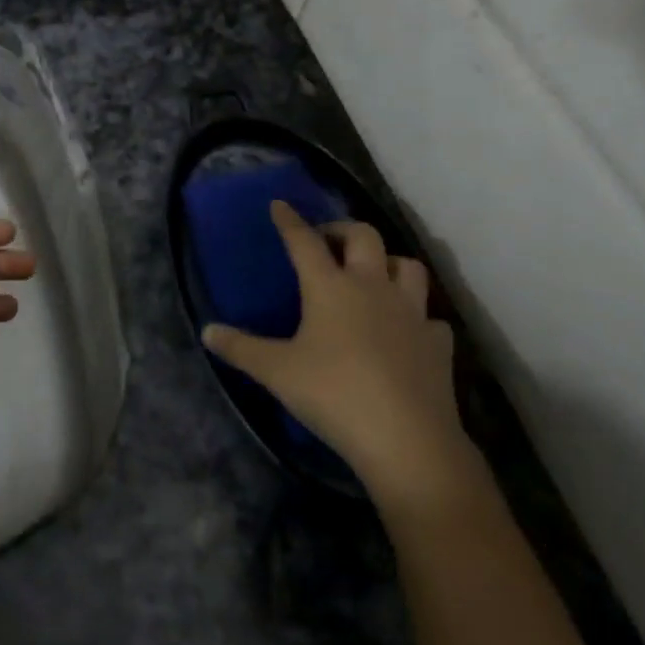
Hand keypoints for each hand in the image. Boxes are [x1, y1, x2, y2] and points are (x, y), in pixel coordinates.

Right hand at [201, 201, 479, 514]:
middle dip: (343, 230)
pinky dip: (418, 316)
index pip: (304, 241)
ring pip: (407, 266)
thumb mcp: (277, 372)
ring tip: (373, 274)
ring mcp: (411, 313)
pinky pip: (429, 317)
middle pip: (363, 236)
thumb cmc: (334, 395)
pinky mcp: (437, 343)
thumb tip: (207, 331)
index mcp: (330, 287)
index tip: (280, 205)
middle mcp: (372, 287)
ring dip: (388, 262)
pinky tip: (407, 330)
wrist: (407, 440)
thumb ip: (241, 348)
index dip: (290, 221)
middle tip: (327, 241)